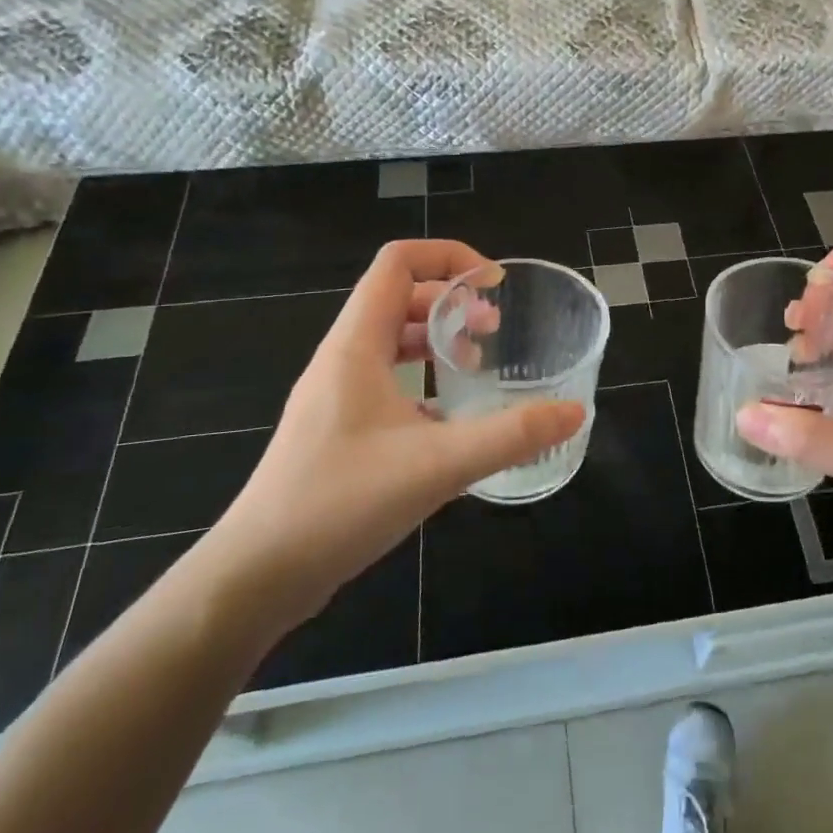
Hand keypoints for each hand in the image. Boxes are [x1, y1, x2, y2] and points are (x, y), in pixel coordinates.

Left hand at [202, 240, 584, 632]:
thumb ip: (512, 435)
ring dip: (436, 339)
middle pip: (398, 297)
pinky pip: (385, 381)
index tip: (494, 286)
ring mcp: (335, 395)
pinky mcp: (337, 429)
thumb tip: (575, 412)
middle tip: (494, 330)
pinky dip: (422, 381)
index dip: (449, 257)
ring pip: (390, 341)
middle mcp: (342, 359)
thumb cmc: (341, 502)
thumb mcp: (439, 465)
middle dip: (451, 302)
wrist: (257, 575)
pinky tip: (450, 420)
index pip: (398, 263)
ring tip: (477, 364)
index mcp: (356, 345)